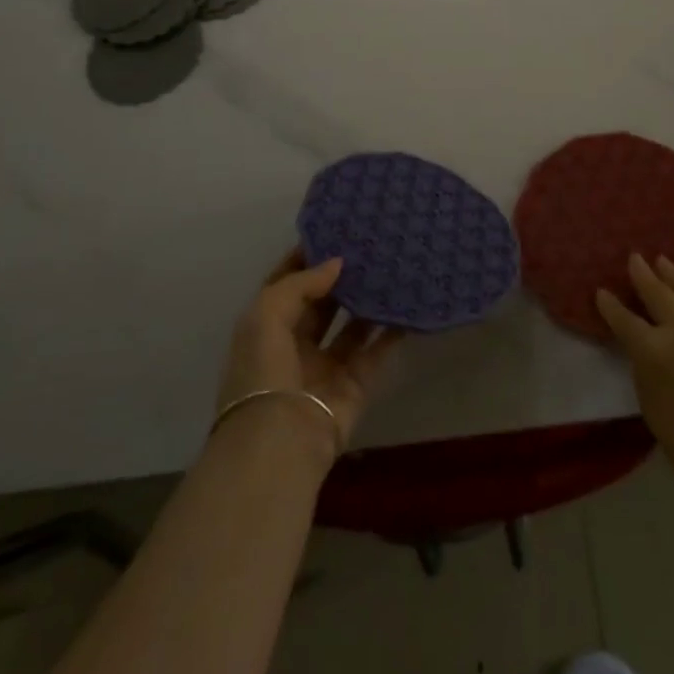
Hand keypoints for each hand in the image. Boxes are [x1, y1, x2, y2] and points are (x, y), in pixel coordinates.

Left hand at [217, 250, 400, 462]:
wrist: (281, 442)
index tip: (335, 230)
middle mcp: (294, 345)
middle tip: (371, 245)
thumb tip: (337, 263)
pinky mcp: (354, 385)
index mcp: (265, 328)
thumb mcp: (266, 315)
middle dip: (341, 277)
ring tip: (393, 267)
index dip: (306, 258)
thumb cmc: (264, 372)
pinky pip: (376, 351)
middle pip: (322, 303)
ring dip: (368, 300)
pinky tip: (409, 304)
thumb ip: (301, 283)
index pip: (286, 284)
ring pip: (351, 325)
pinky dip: (392, 331)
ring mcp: (325, 367)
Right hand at [597, 254, 673, 506]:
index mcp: (655, 350)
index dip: (610, 306)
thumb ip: (645, 366)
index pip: (624, 319)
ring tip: (665, 263)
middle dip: (643, 274)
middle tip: (635, 259)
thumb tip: (645, 344)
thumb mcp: (652, 405)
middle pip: (659, 292)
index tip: (602, 292)